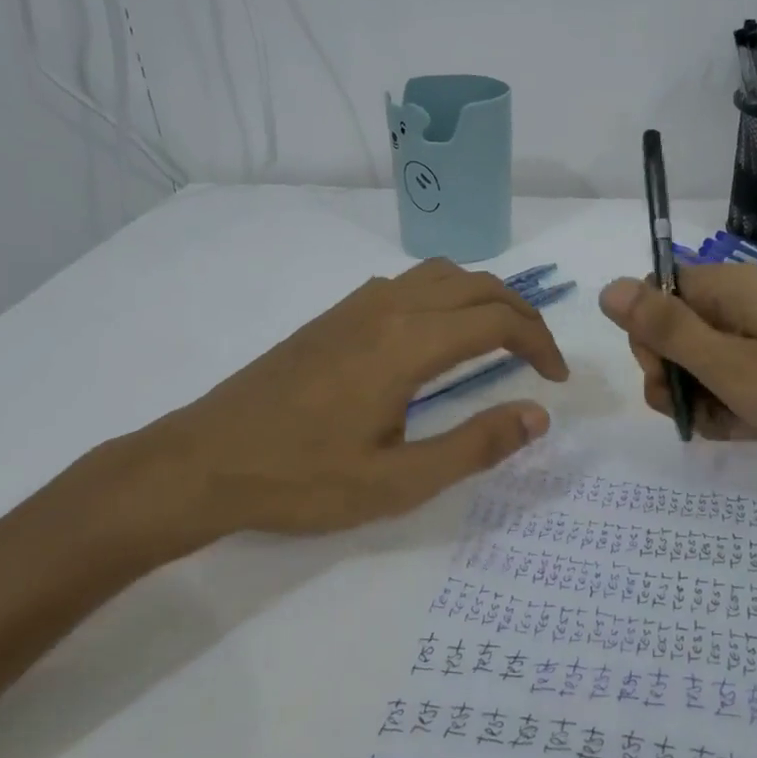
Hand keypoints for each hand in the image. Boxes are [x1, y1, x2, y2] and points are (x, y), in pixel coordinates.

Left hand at [107, 260, 568, 556]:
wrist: (201, 462)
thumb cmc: (301, 479)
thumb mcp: (397, 482)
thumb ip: (474, 446)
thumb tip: (538, 416)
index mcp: (407, 344)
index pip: (497, 320)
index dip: (539, 343)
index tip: (555, 380)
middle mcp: (387, 308)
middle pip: (476, 284)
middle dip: (520, 312)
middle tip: (539, 355)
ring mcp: (355, 306)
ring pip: (440, 275)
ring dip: (482, 297)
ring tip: (498, 338)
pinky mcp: (333, 315)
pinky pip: (406, 284)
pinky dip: (445, 295)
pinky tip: (436, 337)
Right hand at [598, 265, 756, 460]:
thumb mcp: (732, 367)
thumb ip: (667, 329)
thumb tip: (609, 287)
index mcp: (729, 287)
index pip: (657, 295)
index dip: (650, 339)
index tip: (671, 381)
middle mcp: (748, 297)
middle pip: (681, 329)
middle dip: (679, 377)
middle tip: (703, 414)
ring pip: (712, 358)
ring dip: (709, 396)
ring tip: (739, 426)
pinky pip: (746, 369)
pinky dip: (741, 399)